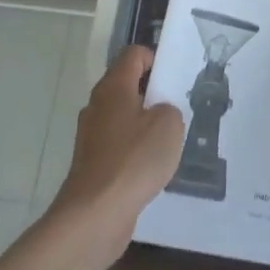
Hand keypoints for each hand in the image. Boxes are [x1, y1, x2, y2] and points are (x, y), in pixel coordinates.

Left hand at [46, 46, 185, 269]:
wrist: (95, 215)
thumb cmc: (133, 160)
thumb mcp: (169, 124)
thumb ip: (170, 109)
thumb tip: (160, 113)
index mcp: (114, 87)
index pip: (133, 54)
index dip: (155, 59)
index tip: (175, 78)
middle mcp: (98, 105)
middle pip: (127, 85)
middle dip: (153, 93)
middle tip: (178, 108)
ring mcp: (92, 136)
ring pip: (123, 117)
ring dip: (145, 124)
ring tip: (169, 140)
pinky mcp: (92, 163)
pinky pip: (118, 145)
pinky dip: (135, 150)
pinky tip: (152, 167)